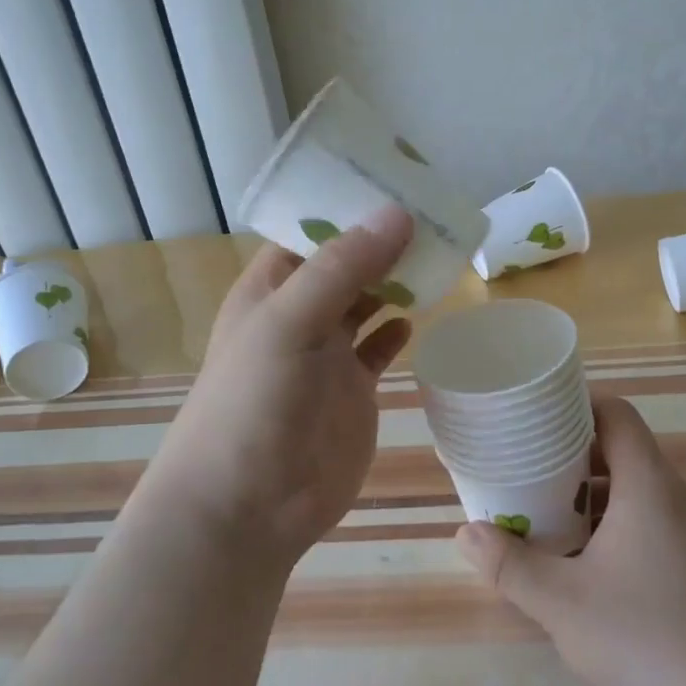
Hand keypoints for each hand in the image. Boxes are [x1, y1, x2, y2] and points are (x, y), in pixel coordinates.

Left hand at [144, 207, 415, 569]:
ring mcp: (327, 354)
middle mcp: (299, 315)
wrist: (248, 506)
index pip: (310, 231)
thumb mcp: (289, 321)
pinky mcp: (353, 391)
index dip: (347, 206)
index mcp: (270, 289)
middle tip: (434, 210)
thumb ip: (343, 268)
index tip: (396, 179)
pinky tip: (418, 315)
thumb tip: (400, 213)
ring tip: (438, 252)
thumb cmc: (253, 402)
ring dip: (395, 280)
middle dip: (381, 240)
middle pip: (345, 264)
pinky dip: (397, 330)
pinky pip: (379, 348)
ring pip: (367, 303)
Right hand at [455, 395, 685, 685]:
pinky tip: (603, 573)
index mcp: (651, 486)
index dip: (576, 407)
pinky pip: (665, 525)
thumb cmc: (648, 643)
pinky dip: (628, 528)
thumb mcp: (562, 605)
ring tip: (558, 527)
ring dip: (601, 500)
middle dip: (576, 462)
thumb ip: (509, 565)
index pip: (616, 414)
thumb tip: (466, 533)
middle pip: (627, 453)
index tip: (538, 421)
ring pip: (645, 493)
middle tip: (532, 481)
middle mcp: (685, 497)